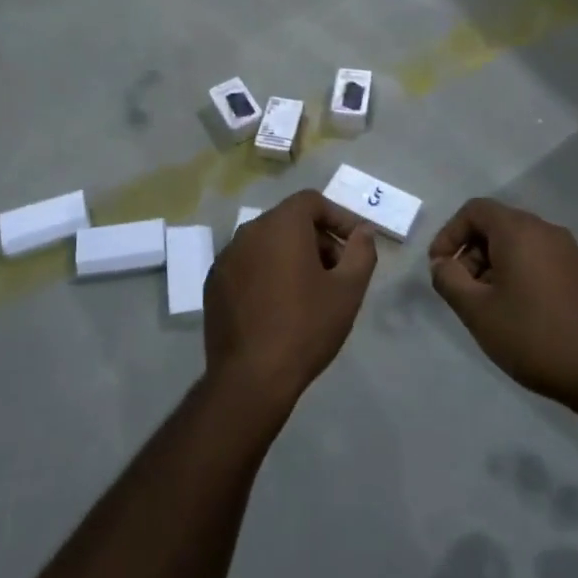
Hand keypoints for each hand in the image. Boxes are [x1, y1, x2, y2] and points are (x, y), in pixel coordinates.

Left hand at [205, 190, 377, 414]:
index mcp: (280, 225)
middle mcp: (248, 231)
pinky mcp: (214, 283)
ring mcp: (226, 257)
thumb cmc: (306, 327)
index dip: (339, 217)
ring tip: (311, 292)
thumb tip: (364, 231)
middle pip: (289, 221)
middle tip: (338, 272)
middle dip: (318, 239)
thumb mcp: (348, 290)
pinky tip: (279, 307)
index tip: (355, 245)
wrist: (251, 376)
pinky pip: (248, 265)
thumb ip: (361, 252)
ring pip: (267, 243)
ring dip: (292, 257)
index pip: (311, 201)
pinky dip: (267, 273)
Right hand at [428, 198, 577, 418]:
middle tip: (464, 291)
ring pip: (522, 245)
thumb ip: (448, 279)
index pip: (475, 210)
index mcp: (520, 231)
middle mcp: (549, 232)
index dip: (450, 234)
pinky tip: (523, 314)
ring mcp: (574, 253)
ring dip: (497, 266)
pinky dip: (523, 275)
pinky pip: (545, 262)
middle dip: (472, 253)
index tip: (440, 267)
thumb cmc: (533, 337)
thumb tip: (442, 264)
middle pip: (499, 226)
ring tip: (491, 306)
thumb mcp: (476, 311)